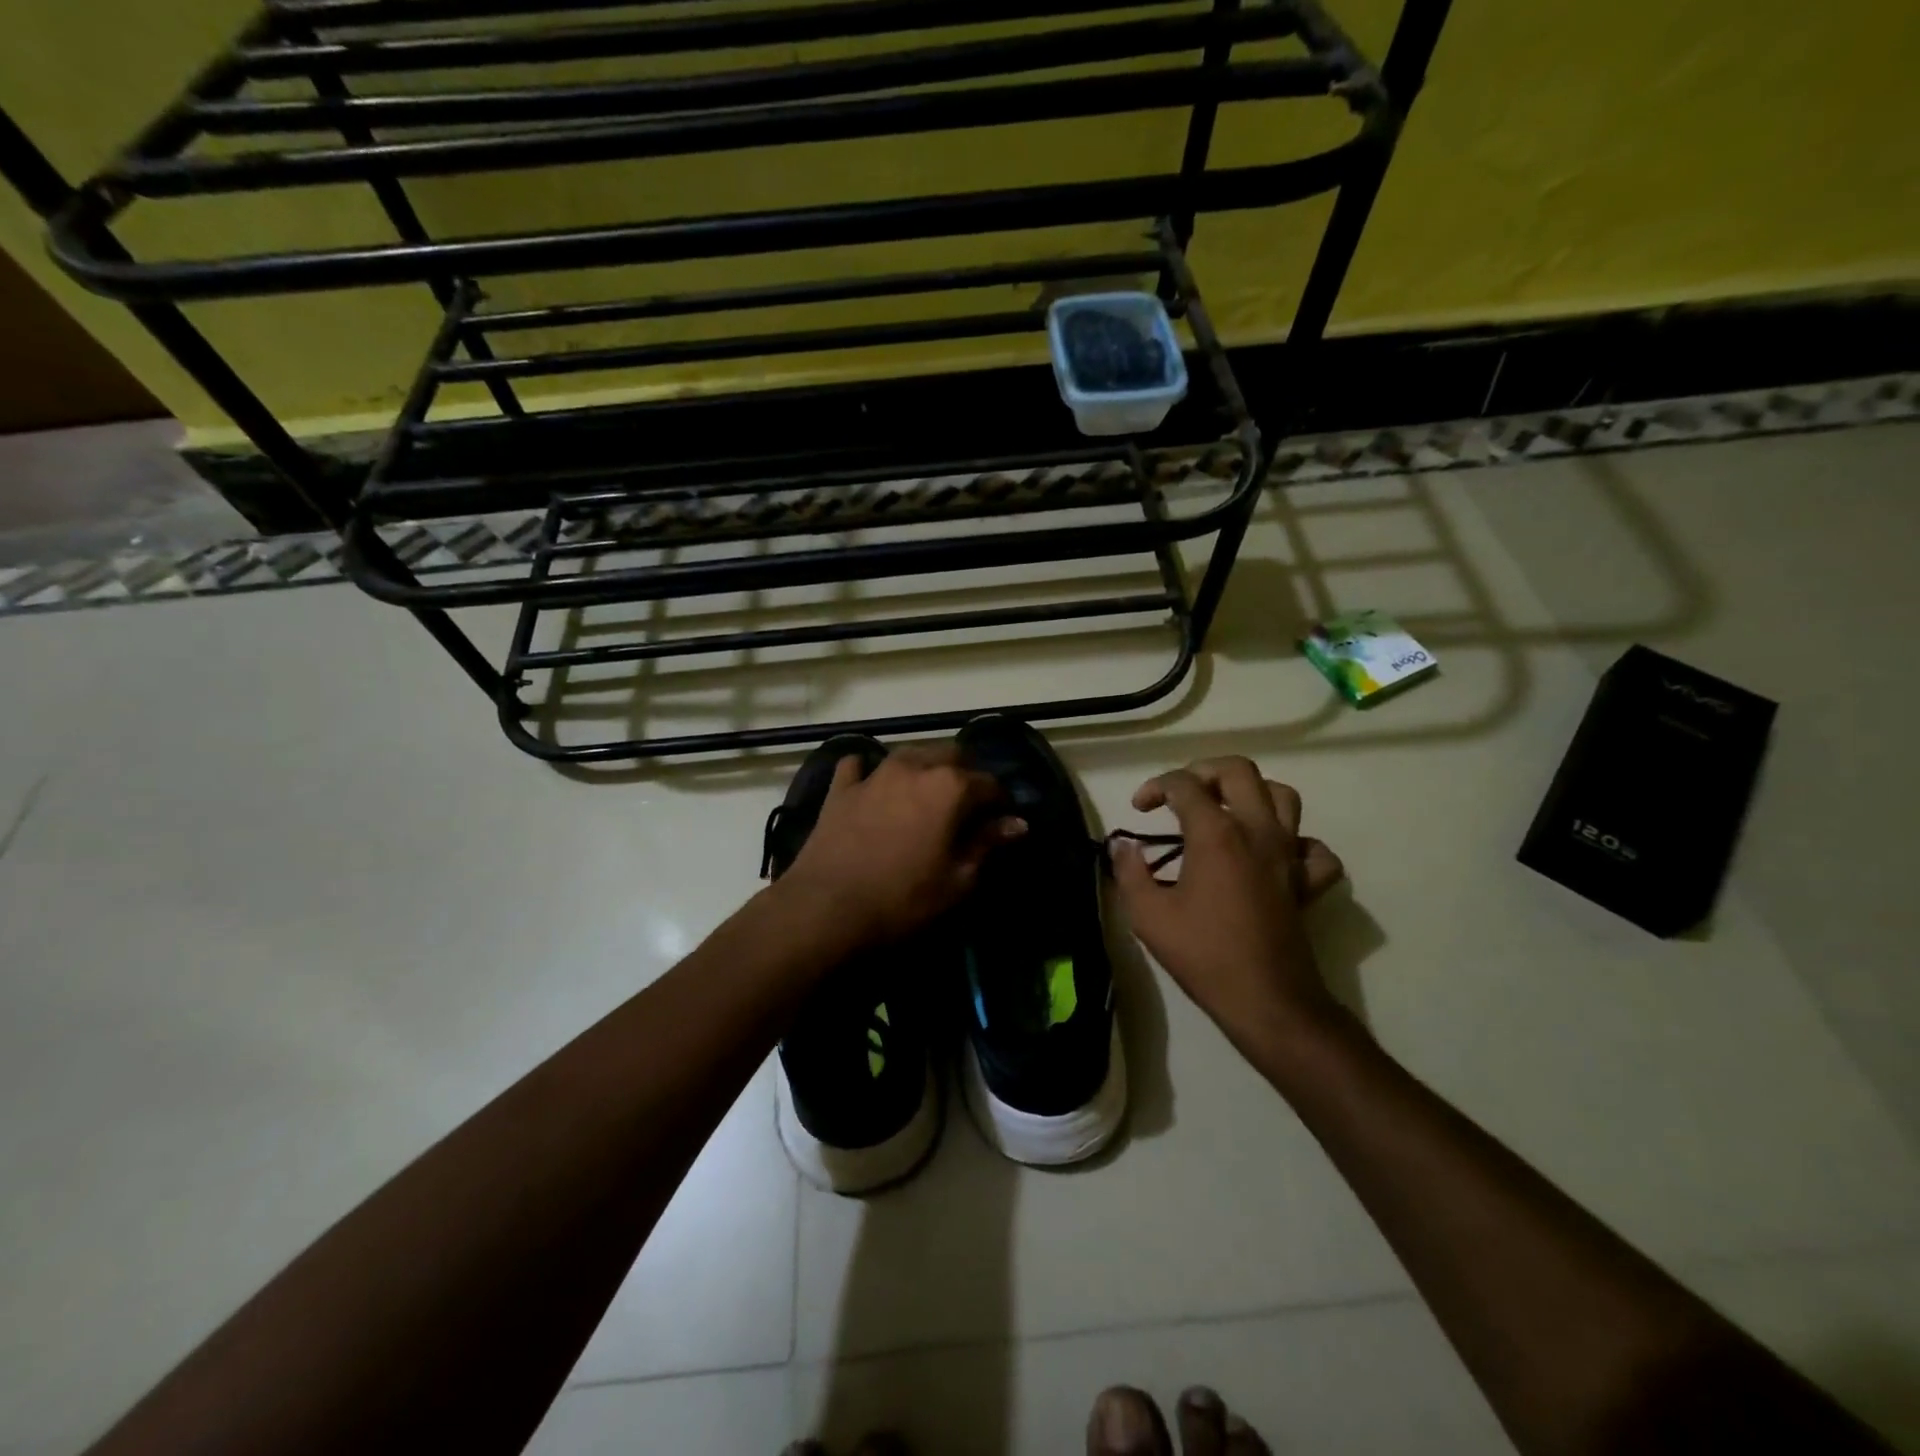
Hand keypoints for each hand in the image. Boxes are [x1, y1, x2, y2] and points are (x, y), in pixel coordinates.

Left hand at [778, 745, 1025, 945]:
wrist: (826, 908)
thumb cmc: (903, 899)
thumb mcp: (958, 880)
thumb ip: (987, 844)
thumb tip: (1018, 824)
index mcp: (950, 786)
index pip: (990, 784)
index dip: (1000, 804)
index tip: (1001, 824)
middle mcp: (915, 767)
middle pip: (952, 755)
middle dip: (966, 775)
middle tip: (966, 809)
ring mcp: (874, 773)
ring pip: (909, 754)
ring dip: (924, 768)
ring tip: (925, 796)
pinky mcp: (840, 788)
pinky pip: (858, 766)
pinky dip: (869, 772)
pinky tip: (871, 787)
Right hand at [1110, 757, 1343, 1052]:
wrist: (1266, 1000)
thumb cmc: (1203, 955)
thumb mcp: (1148, 915)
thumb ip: (1130, 872)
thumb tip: (1123, 846)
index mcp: (1217, 834)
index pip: (1184, 785)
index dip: (1155, 787)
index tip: (1139, 810)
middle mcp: (1257, 831)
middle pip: (1238, 771)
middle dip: (1203, 771)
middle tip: (1182, 794)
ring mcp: (1288, 854)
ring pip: (1282, 796)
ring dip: (1251, 793)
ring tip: (1225, 811)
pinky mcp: (1306, 881)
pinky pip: (1312, 847)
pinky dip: (1295, 841)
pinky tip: (1272, 854)